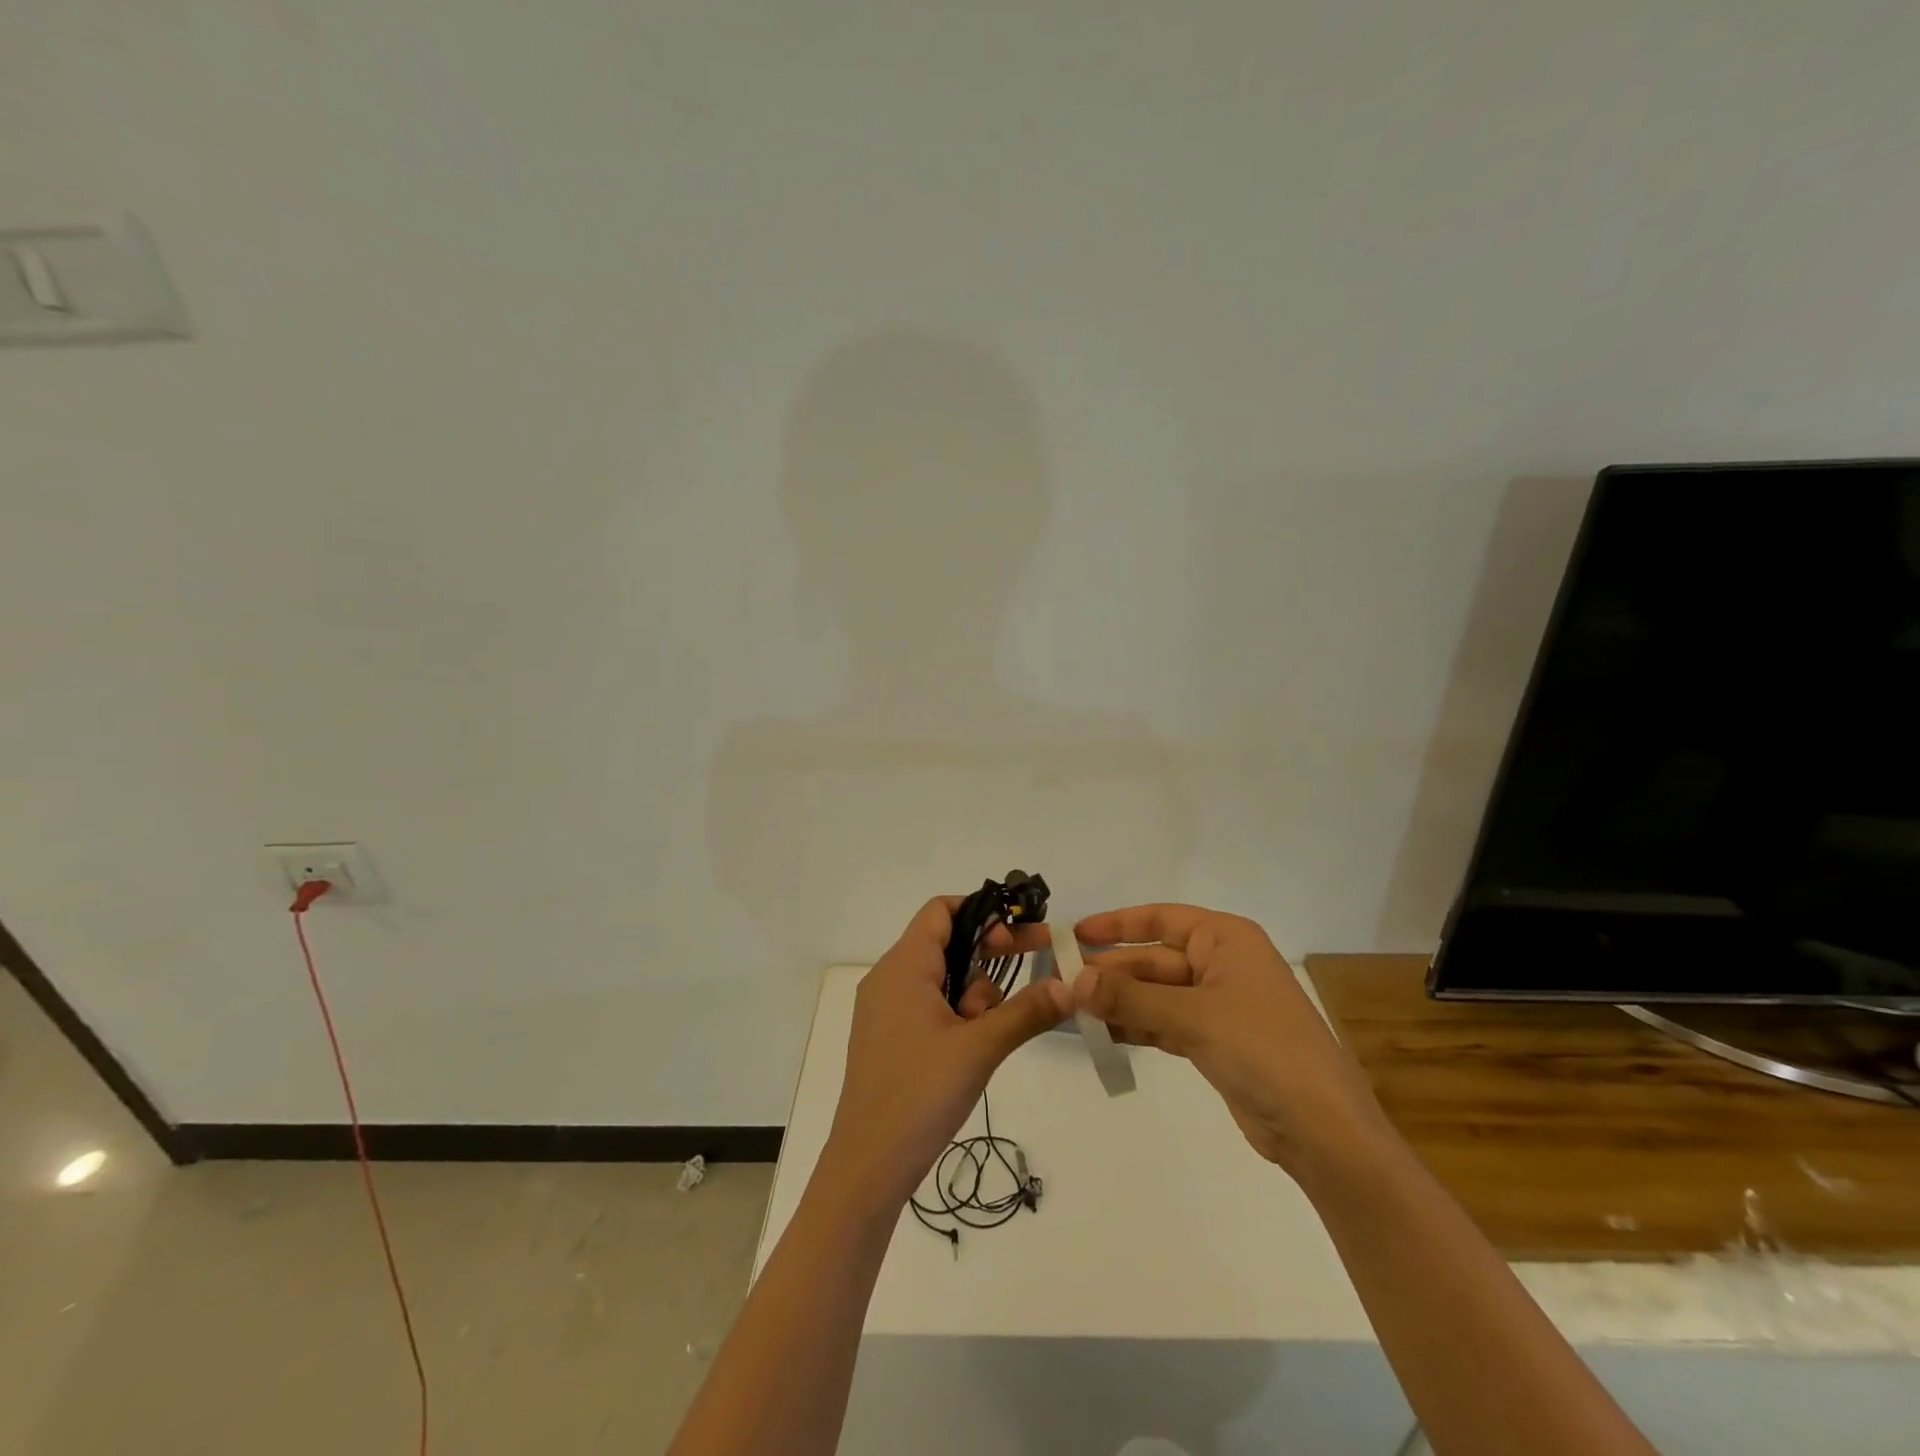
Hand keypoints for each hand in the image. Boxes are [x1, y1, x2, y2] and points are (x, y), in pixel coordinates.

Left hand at [820, 897, 1071, 1213]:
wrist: (867, 1167)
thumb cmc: (920, 1095)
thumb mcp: (981, 1048)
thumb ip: (1028, 1011)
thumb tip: (1072, 984)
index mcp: (903, 966)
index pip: (941, 910)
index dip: (984, 913)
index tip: (1019, 939)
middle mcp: (888, 978)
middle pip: (945, 941)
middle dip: (990, 953)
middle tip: (1035, 966)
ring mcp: (883, 1009)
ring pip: (941, 976)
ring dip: (974, 991)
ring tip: (987, 1031)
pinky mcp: (886, 1037)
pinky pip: (928, 1003)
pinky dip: (956, 1012)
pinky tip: (973, 1045)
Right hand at [1071, 904, 1389, 1173]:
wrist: (1322, 1129)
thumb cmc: (1262, 1049)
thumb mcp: (1192, 1016)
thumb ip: (1130, 996)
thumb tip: (1073, 980)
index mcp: (1226, 939)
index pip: (1161, 918)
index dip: (1117, 924)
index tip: (1075, 935)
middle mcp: (1222, 964)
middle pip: (1154, 960)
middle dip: (1112, 973)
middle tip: (1063, 984)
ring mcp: (1219, 1004)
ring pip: (1157, 994)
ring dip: (1119, 1002)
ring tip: (1073, 1011)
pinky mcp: (1215, 1041)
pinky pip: (1165, 1023)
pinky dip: (1137, 1027)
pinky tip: (1103, 1034)